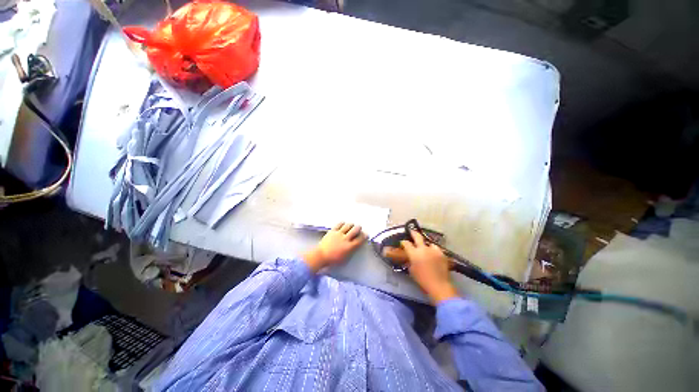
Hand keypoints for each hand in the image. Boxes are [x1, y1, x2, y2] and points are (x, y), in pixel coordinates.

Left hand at [303, 222, 366, 272]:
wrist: (320, 257)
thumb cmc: (333, 260)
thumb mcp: (346, 259)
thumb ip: (352, 251)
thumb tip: (356, 245)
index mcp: (350, 247)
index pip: (360, 239)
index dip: (364, 235)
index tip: (365, 234)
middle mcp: (345, 239)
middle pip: (355, 229)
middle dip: (359, 228)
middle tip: (358, 228)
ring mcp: (339, 234)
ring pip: (348, 225)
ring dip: (351, 225)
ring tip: (351, 226)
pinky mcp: (332, 231)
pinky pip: (339, 224)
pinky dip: (343, 223)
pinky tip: (343, 225)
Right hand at [385, 229, 458, 303]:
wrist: (439, 285)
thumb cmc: (422, 279)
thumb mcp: (411, 270)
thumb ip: (410, 261)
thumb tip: (410, 257)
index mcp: (414, 253)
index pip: (406, 243)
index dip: (403, 242)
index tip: (402, 242)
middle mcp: (423, 249)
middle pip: (417, 236)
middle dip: (413, 233)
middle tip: (411, 231)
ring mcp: (433, 250)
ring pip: (429, 243)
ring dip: (426, 245)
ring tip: (426, 248)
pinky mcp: (442, 254)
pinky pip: (436, 249)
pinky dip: (434, 251)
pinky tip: (433, 255)